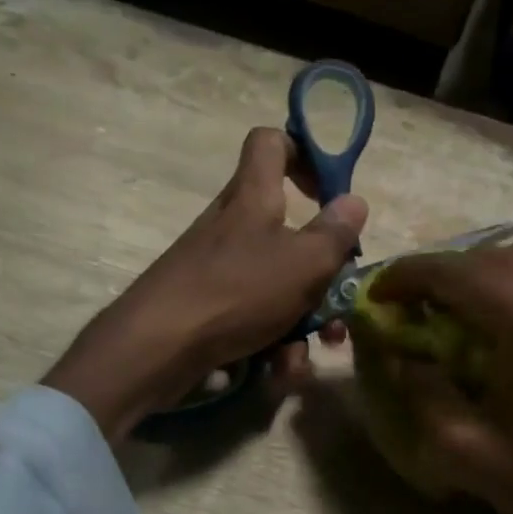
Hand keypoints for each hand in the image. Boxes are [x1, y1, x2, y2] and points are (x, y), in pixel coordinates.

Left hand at [44, 127, 367, 441]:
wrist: (157, 346)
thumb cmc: (237, 291)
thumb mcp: (303, 263)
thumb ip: (335, 235)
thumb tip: (355, 202)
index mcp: (254, 198)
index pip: (271, 143)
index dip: (304, 153)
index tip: (330, 192)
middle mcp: (233, 226)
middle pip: (287, 231)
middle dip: (320, 274)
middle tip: (338, 304)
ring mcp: (216, 268)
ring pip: (275, 285)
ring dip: (299, 321)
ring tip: (306, 354)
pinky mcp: (205, 306)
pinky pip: (251, 316)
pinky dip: (269, 342)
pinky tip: (276, 371)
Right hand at [362, 240, 512, 513]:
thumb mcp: (473, 455)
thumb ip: (426, 398)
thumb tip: (403, 361)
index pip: (452, 272)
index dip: (406, 276)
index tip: (377, 294)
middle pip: (493, 256)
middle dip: (446, 273)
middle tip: (417, 306)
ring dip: (490, 273)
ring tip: (466, 310)